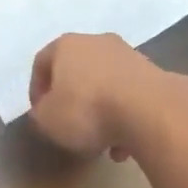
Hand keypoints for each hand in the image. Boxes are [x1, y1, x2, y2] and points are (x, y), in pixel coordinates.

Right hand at [28, 33, 187, 159]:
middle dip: (72, 98)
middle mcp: (97, 42)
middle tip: (70, 126)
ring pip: (105, 83)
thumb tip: (46, 110)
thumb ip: (41, 113)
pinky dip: (124, 116)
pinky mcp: (151, 73)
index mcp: (66, 45)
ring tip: (100, 143)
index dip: (36, 89)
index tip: (39, 114)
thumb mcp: (48, 119)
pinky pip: (129, 95)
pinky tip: (124, 145)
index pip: (42, 62)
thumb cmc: (87, 109)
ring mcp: (127, 55)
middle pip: (77, 70)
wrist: (148, 109)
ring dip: (100, 110)